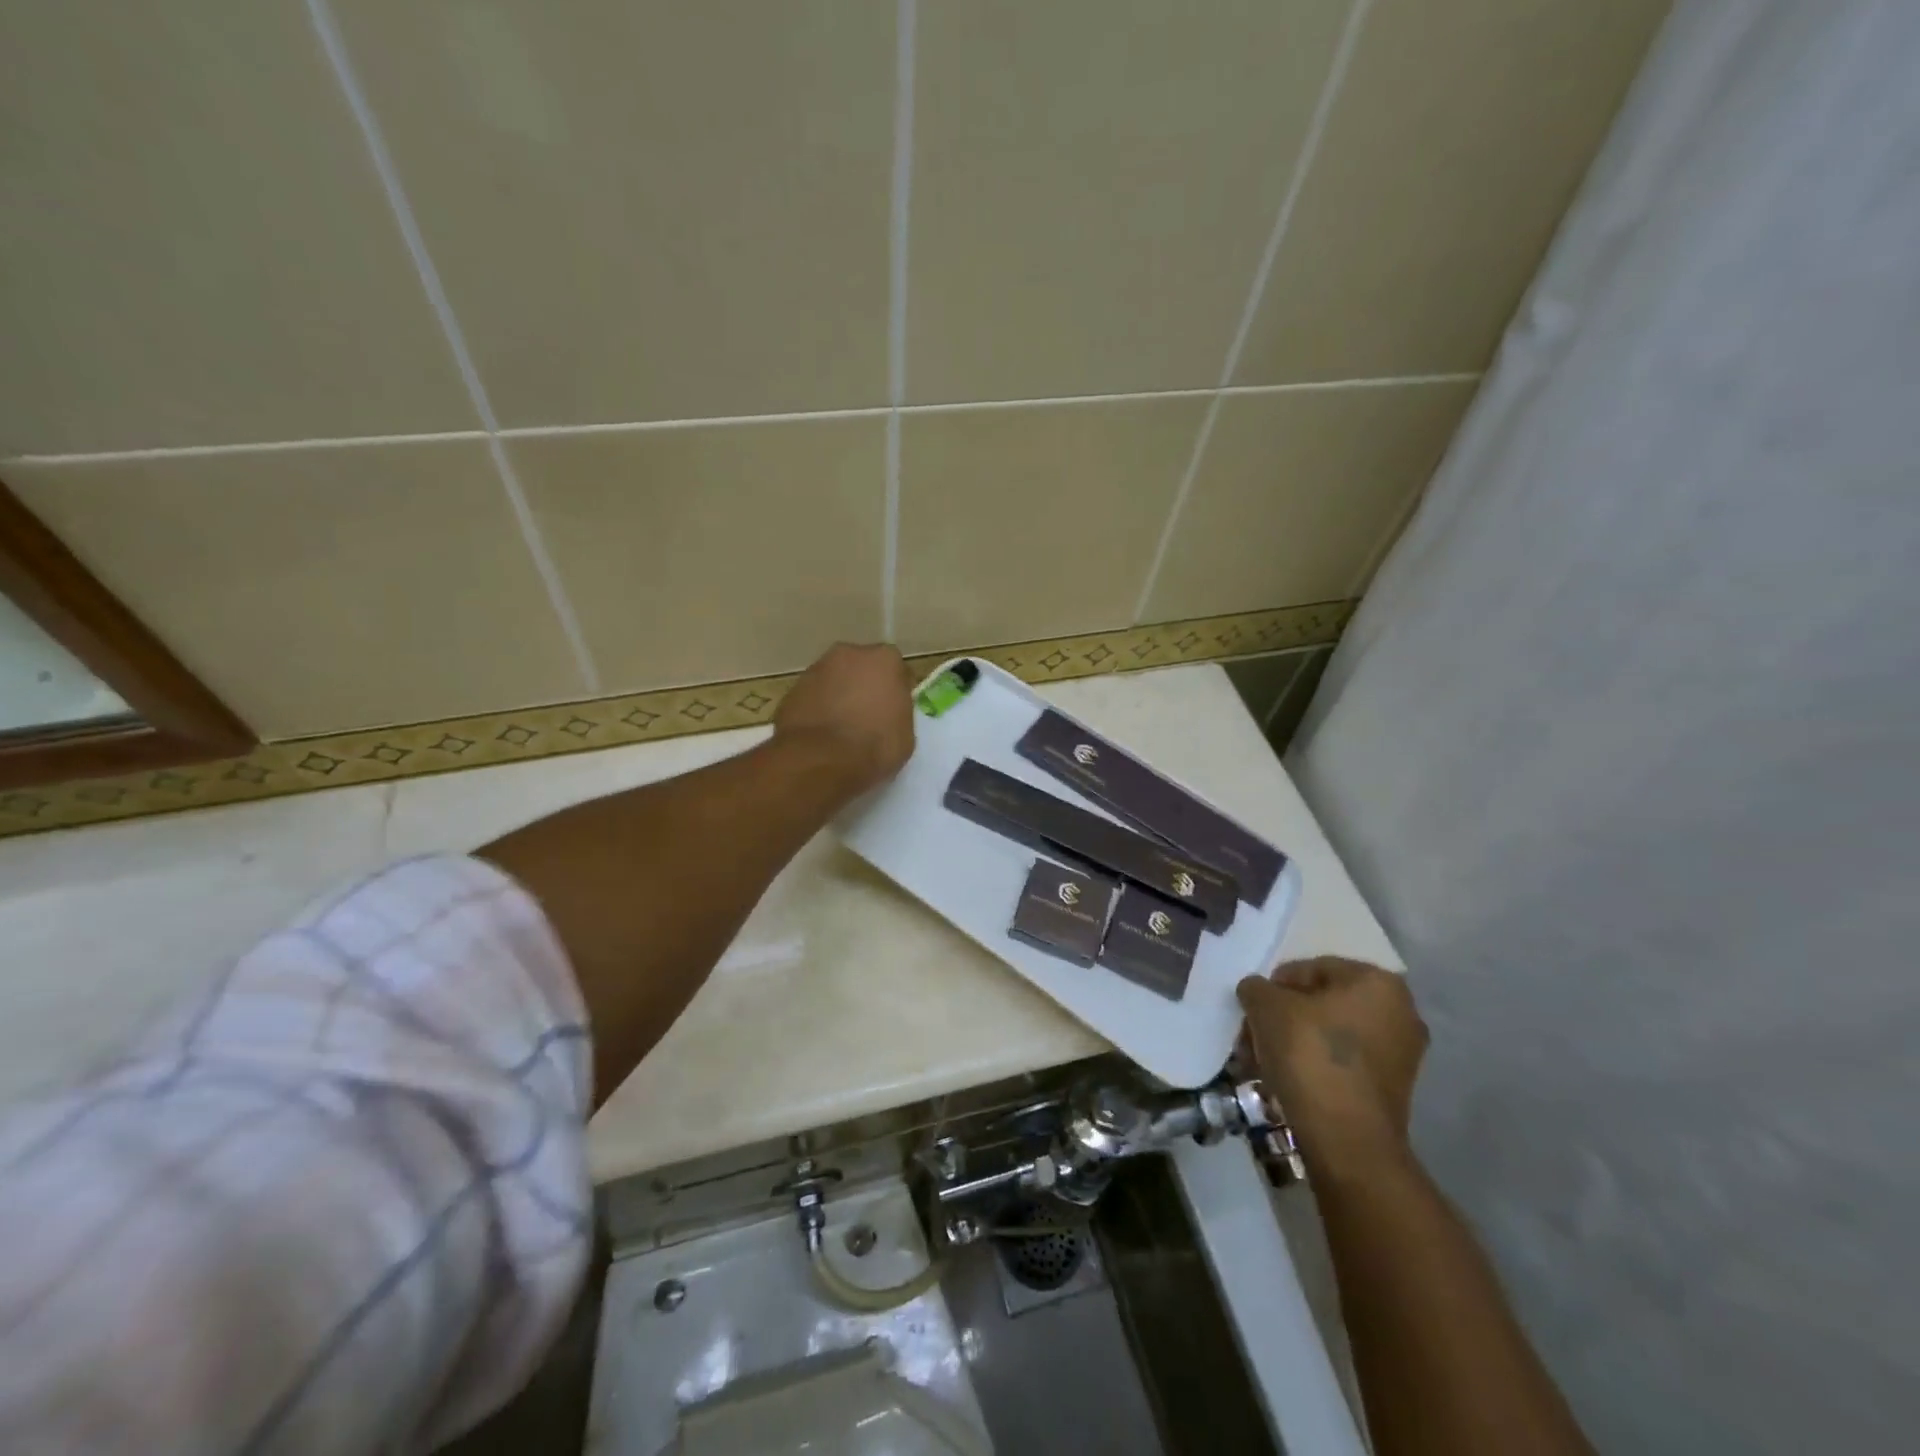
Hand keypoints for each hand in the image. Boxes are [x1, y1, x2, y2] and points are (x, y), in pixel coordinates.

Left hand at [774, 642, 914, 796]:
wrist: (821, 758)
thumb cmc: (874, 746)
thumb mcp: (905, 736)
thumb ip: (898, 714)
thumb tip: (887, 715)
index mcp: (885, 659)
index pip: (896, 671)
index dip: (896, 692)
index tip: (894, 712)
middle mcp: (849, 654)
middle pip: (861, 668)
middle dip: (864, 686)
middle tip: (867, 716)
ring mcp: (816, 669)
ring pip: (834, 680)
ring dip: (838, 696)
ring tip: (841, 728)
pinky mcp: (792, 689)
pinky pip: (813, 697)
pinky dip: (817, 709)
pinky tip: (821, 735)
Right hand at [1238, 957, 1427, 1178]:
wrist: (1346, 1138)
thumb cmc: (1309, 1054)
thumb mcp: (1266, 1006)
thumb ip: (1256, 988)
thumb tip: (1257, 992)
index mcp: (1377, 981)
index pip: (1310, 969)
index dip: (1274, 987)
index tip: (1252, 1010)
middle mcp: (1400, 1011)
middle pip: (1323, 1002)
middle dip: (1285, 1016)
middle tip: (1255, 1034)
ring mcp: (1402, 1053)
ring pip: (1332, 1033)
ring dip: (1296, 1041)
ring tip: (1265, 1060)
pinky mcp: (1394, 1089)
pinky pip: (1345, 1062)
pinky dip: (1316, 1064)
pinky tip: (1287, 1079)